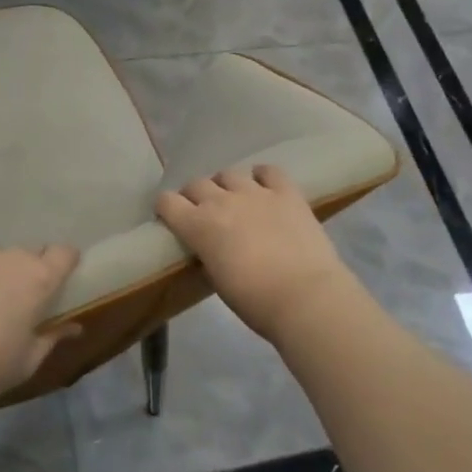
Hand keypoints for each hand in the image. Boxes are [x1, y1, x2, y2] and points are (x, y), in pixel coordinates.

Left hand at [0, 244, 80, 416]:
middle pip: (29, 254)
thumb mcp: (26, 363)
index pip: (64, 253)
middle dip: (29, 273)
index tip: (61, 282)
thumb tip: (74, 327)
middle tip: (19, 304)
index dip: (65, 264)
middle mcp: (9, 258)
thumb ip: (52, 338)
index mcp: (37, 280)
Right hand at [156, 166, 357, 340]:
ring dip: (226, 186)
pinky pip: (268, 171)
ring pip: (229, 174)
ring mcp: (255, 192)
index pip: (167, 201)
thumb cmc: (255, 301)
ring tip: (235, 201)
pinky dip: (262, 177)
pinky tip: (264, 188)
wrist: (305, 297)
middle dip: (195, 197)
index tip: (172, 220)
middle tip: (204, 215)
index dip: (167, 209)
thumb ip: (207, 255)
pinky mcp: (286, 192)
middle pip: (196, 184)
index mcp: (198, 226)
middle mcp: (221, 201)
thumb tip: (209, 247)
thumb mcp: (216, 280)